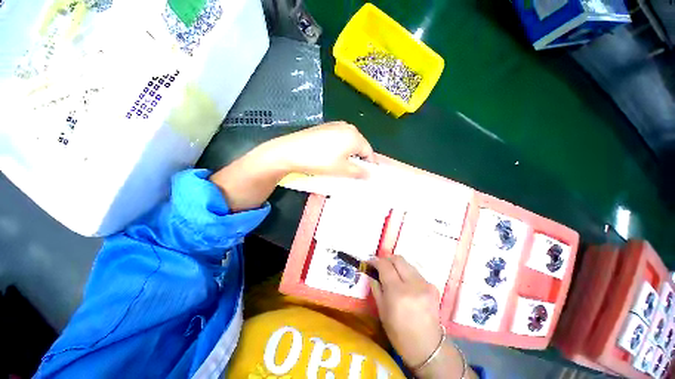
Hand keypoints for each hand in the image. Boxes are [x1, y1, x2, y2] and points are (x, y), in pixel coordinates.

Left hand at [210, 122, 373, 211]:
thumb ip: (359, 172)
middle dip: (358, 159)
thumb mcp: (342, 170)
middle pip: (359, 146)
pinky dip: (339, 149)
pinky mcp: (324, 127)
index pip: (369, 152)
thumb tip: (369, 174)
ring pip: (348, 143)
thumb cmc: (320, 161)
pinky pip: (338, 139)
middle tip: (352, 172)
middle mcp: (347, 127)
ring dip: (348, 155)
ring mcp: (335, 125)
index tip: (365, 176)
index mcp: (355, 136)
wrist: (291, 151)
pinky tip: (330, 156)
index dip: (369, 165)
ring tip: (340, 166)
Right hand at [370, 256, 442, 368]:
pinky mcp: (433, 286)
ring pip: (407, 264)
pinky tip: (405, 285)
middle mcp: (413, 284)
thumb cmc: (399, 333)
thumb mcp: (382, 312)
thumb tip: (371, 273)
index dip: (375, 261)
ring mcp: (425, 284)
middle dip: (387, 259)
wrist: (428, 348)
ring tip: (392, 275)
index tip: (370, 262)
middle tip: (380, 266)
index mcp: (398, 292)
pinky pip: (416, 273)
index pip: (385, 266)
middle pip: (398, 259)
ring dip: (397, 266)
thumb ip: (376, 288)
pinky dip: (407, 274)